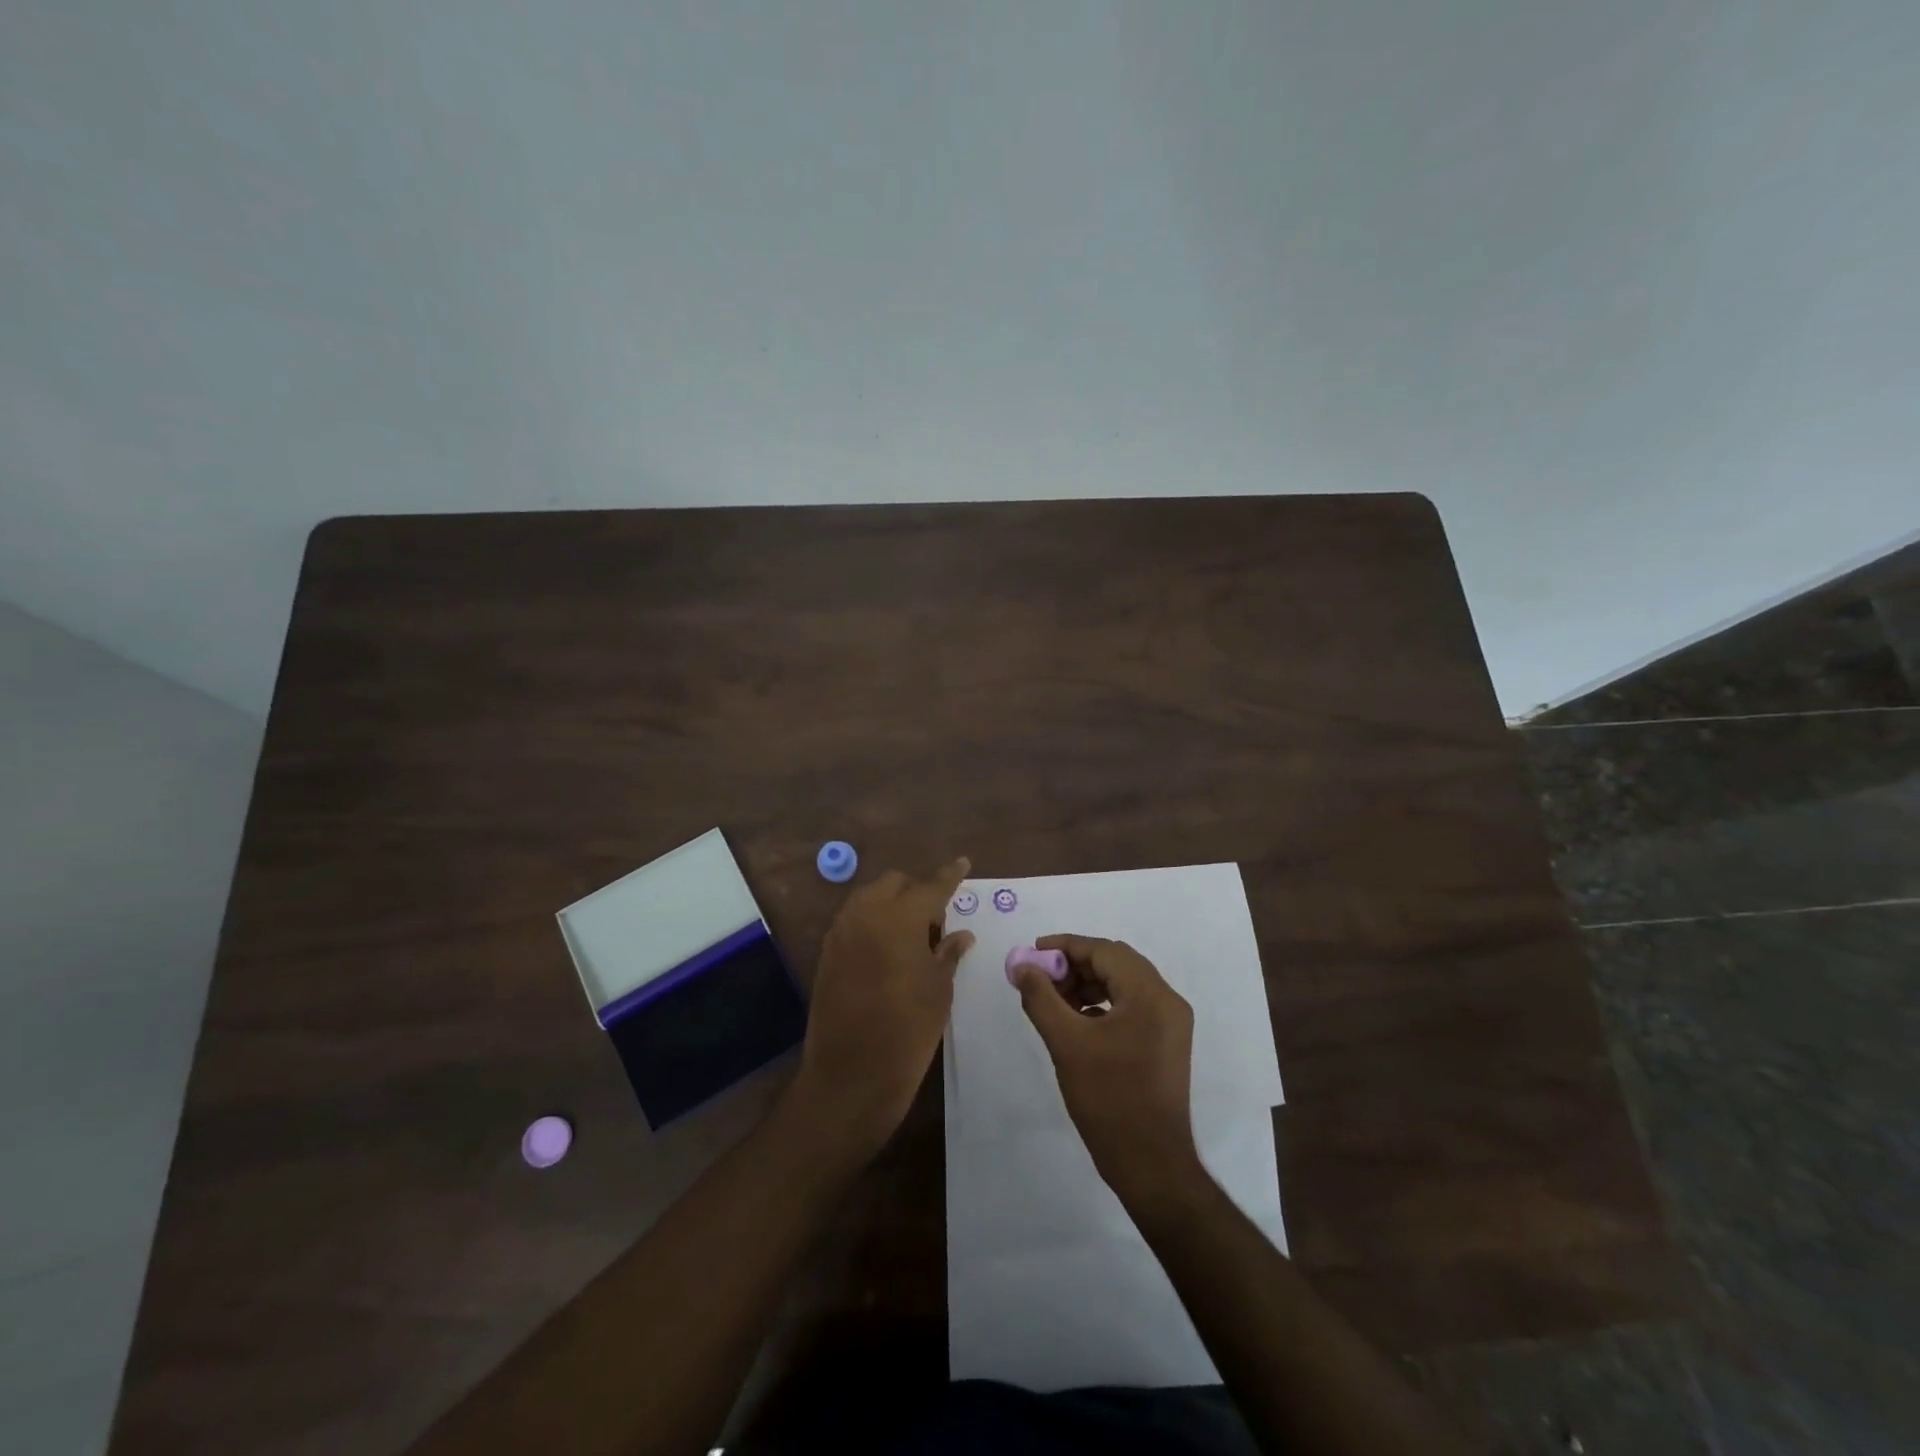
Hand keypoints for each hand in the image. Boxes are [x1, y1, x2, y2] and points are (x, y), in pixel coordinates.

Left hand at [794, 857, 973, 1156]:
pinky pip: (854, 921)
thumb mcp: (938, 991)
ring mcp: (841, 933)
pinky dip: (874, 923)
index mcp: (898, 918)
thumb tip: (960, 934)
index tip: (963, 863)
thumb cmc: (907, 1032)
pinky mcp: (827, 953)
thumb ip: (947, 953)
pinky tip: (889, 951)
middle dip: (917, 891)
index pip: (930, 886)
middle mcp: (865, 914)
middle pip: (894, 884)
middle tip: (937, 920)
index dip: (950, 876)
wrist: (849, 1077)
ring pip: (870, 898)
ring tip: (913, 937)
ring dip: (892, 905)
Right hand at [1014, 934, 1200, 1205]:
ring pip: (1124, 984)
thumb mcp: (1066, 1044)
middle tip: (1041, 978)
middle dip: (1075, 965)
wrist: (1152, 1165)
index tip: (1033, 953)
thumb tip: (1022, 966)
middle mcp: (1168, 1000)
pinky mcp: (1167, 1043)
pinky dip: (1103, 1004)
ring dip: (1088, 984)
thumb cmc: (1109, 1099)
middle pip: (1116, 963)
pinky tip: (1077, 1021)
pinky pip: (1132, 1006)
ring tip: (1054, 1000)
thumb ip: (1041, 998)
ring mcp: (1171, 1023)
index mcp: (1150, 994)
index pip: (1104, 951)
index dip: (1066, 946)